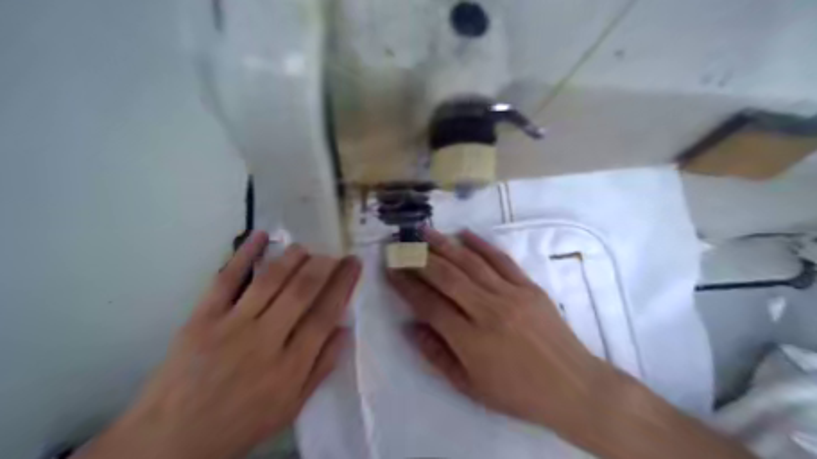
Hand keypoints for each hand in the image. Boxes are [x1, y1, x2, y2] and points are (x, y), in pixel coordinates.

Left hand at [80, 234, 359, 458]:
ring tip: (306, 247)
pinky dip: (244, 254)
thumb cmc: (240, 423)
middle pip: (302, 291)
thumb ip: (321, 368)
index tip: (353, 264)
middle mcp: (265, 341)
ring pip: (270, 280)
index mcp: (291, 366)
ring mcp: (231, 326)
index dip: (343, 284)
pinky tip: (260, 235)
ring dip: (292, 257)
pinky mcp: (202, 318)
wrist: (171, 440)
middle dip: (323, 266)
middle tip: (333, 253)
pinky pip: (226, 279)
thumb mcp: (291, 407)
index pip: (325, 314)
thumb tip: (344, 329)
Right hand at [387, 230, 608, 433]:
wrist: (572, 386)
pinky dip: (481, 244)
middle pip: (447, 277)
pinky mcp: (529, 286)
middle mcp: (488, 311)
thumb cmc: (518, 392)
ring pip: (470, 263)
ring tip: (424, 231)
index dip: (407, 286)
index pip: (429, 305)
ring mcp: (511, 294)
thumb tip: (410, 327)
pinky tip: (464, 234)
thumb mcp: (470, 386)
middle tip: (402, 246)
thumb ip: (437, 355)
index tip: (391, 271)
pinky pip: (501, 260)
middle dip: (419, 259)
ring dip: (444, 245)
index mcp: (471, 340)